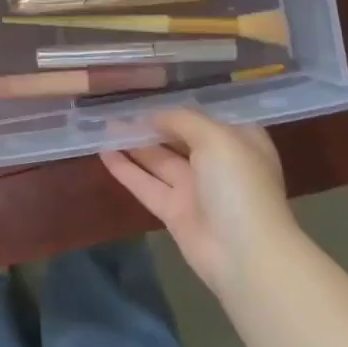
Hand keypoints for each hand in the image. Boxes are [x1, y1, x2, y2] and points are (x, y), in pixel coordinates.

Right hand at [101, 109, 297, 296]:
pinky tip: (102, 152)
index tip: (145, 91)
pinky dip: (125, 169)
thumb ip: (183, 120)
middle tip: (116, 107)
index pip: (204, 116)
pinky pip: (145, 184)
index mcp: (238, 141)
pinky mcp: (174, 212)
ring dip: (132, 143)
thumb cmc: (239, 185)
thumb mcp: (216, 138)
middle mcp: (217, 162)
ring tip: (103, 125)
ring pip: (158, 160)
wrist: (245, 255)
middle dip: (150, 124)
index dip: (176, 105)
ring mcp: (195, 189)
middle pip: (177, 137)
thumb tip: (154, 115)